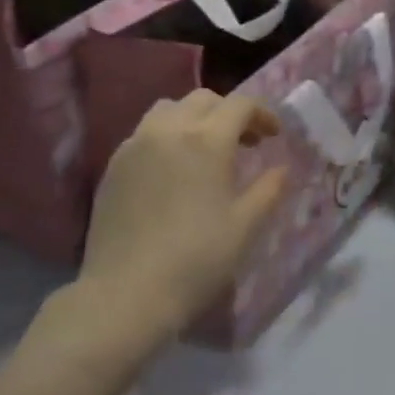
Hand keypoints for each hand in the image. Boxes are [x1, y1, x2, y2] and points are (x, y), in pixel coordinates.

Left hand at [79, 91, 286, 344]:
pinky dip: (166, 137)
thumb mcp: (245, 227)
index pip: (240, 105)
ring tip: (204, 150)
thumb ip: (269, 190)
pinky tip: (172, 170)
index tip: (274, 136)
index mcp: (207, 140)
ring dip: (193, 119)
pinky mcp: (113, 166)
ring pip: (169, 110)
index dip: (262, 114)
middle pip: (203, 100)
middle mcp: (169, 130)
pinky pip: (144, 133)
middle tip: (244, 143)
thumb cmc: (196, 260)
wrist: (126, 294)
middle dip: (229, 113)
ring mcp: (135, 145)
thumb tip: (282, 169)